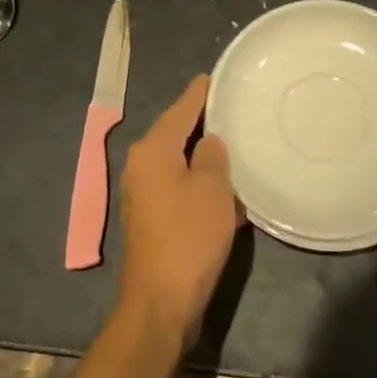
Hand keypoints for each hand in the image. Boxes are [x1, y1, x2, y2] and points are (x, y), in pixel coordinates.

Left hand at [117, 76, 241, 347]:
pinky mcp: (153, 218)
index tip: (215, 76)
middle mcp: (141, 165)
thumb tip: (208, 142)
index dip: (200, 93)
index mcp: (152, 149)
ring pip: (179, 161)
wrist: (161, 301)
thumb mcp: (212, 188)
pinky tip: (226, 188)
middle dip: (203, 122)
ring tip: (235, 142)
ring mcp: (144, 193)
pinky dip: (200, 182)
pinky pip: (179, 186)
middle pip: (176, 132)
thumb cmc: (188, 236)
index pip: (181, 108)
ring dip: (204, 156)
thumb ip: (212, 154)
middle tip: (233, 108)